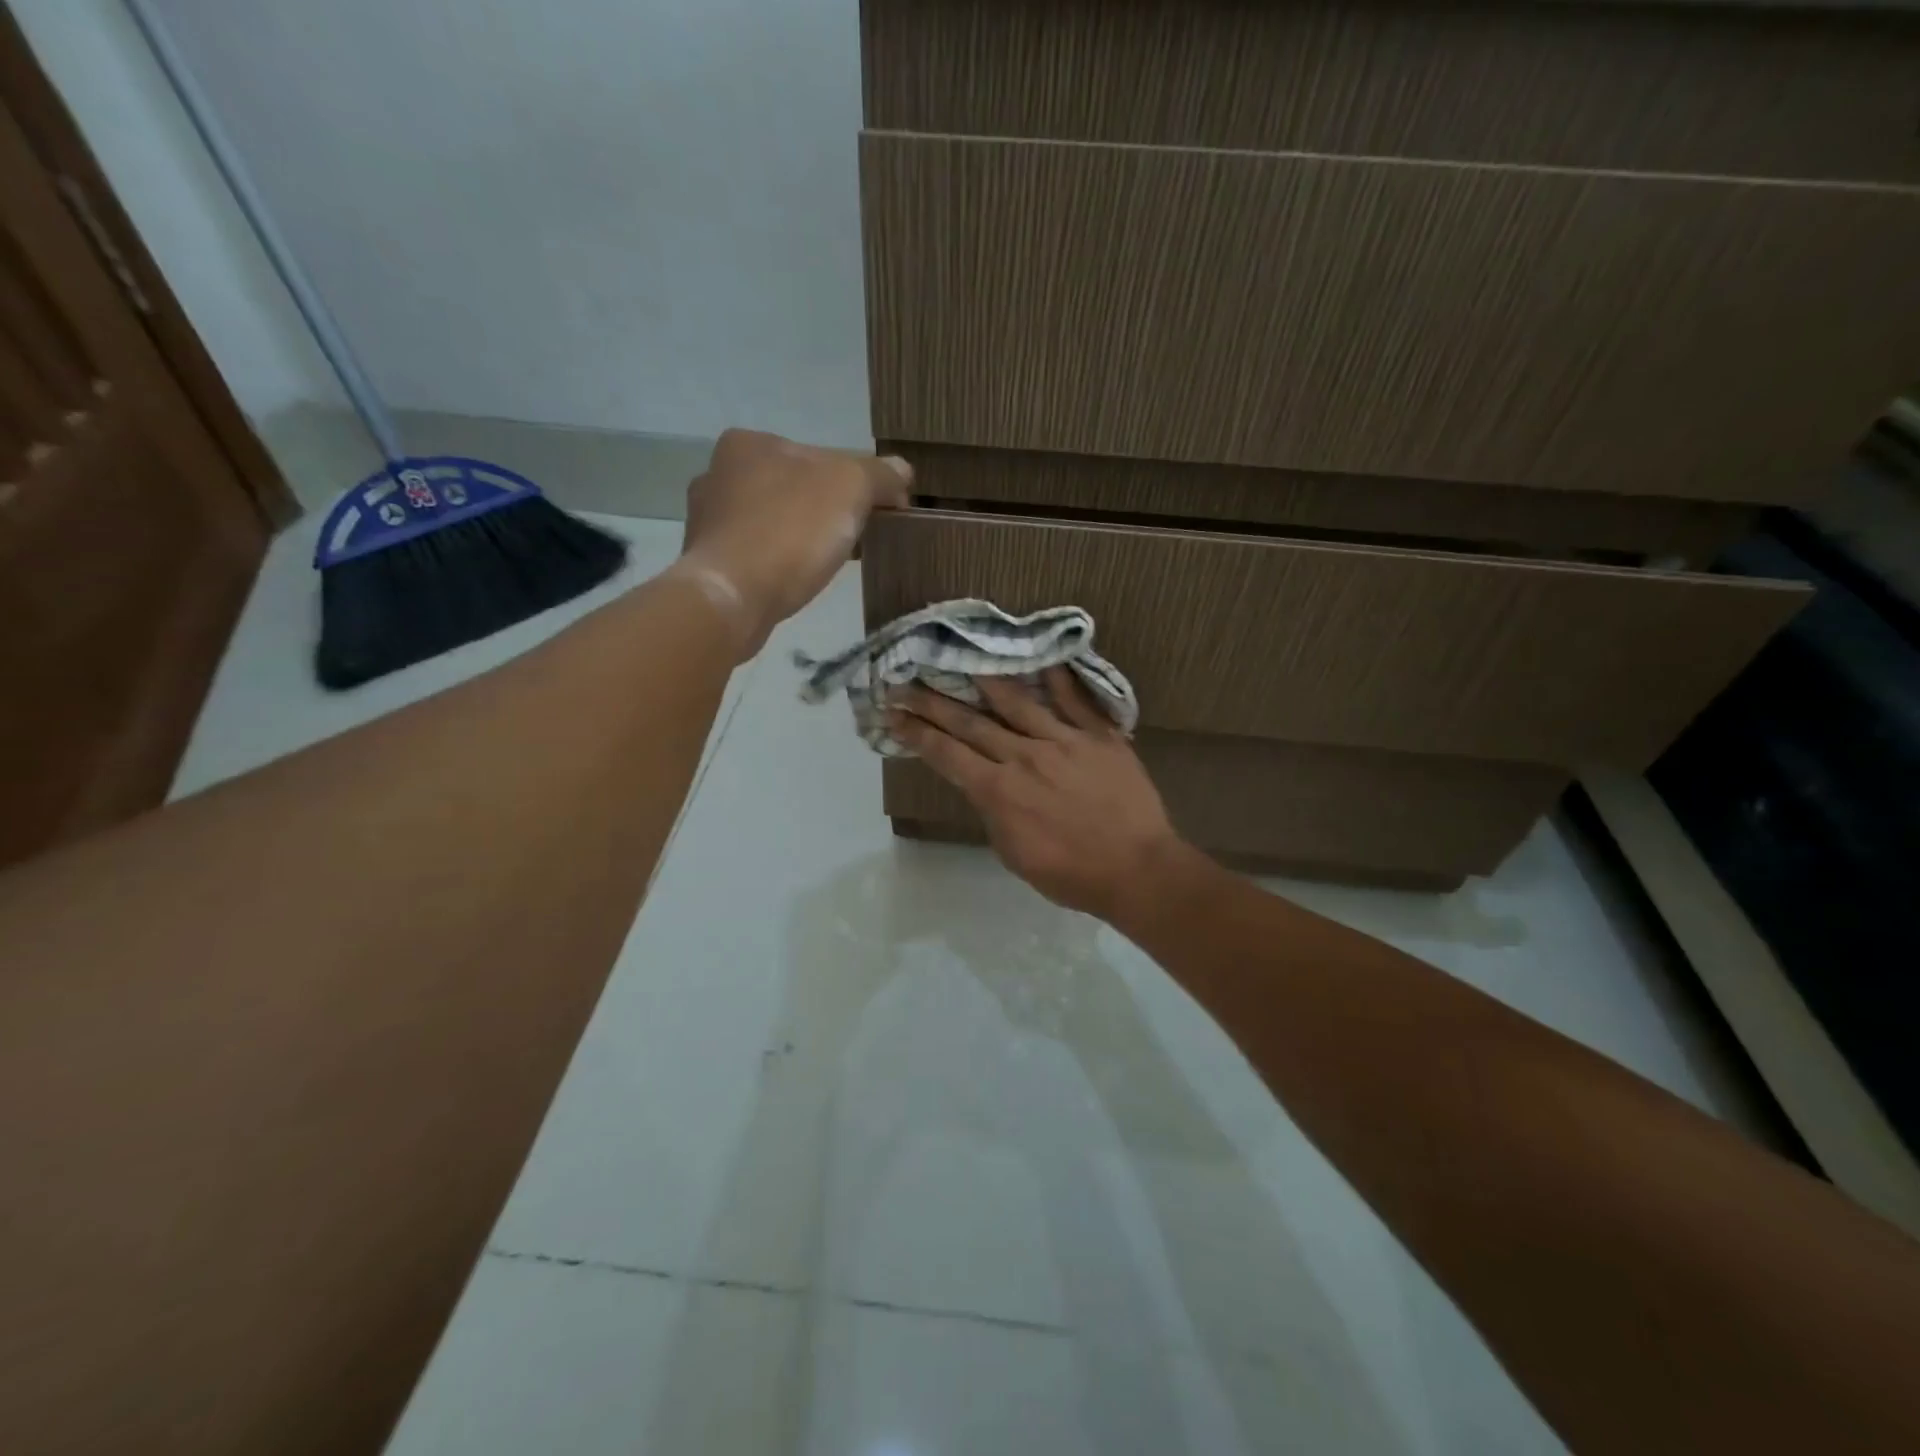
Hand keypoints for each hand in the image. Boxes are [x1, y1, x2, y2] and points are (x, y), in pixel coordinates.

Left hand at [675, 429, 910, 657]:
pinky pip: (755, 555)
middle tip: (854, 541)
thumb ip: (880, 475)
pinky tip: (794, 581)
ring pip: (773, 522)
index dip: (856, 484)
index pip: (819, 457)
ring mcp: (707, 520)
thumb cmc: (790, 530)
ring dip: (800, 538)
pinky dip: (777, 563)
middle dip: (825, 511)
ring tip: (825, 565)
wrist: (732, 597)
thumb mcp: (851, 487)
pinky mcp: (706, 562)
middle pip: (794, 488)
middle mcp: (718, 473)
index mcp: (749, 443)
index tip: (878, 513)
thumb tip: (902, 472)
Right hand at [889, 667, 1186, 921]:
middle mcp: (1023, 757)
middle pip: (970, 723)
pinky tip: (1042, 656)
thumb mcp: (1014, 854)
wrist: (1137, 870)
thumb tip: (986, 784)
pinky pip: (1075, 700)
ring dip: (984, 678)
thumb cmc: (1071, 874)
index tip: (892, 713)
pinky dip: (1057, 677)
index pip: (946, 755)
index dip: (916, 733)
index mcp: (999, 792)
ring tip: (962, 655)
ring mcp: (1063, 741)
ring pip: (1016, 701)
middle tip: (905, 680)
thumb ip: (994, 813)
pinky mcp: (1099, 736)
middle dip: (932, 701)